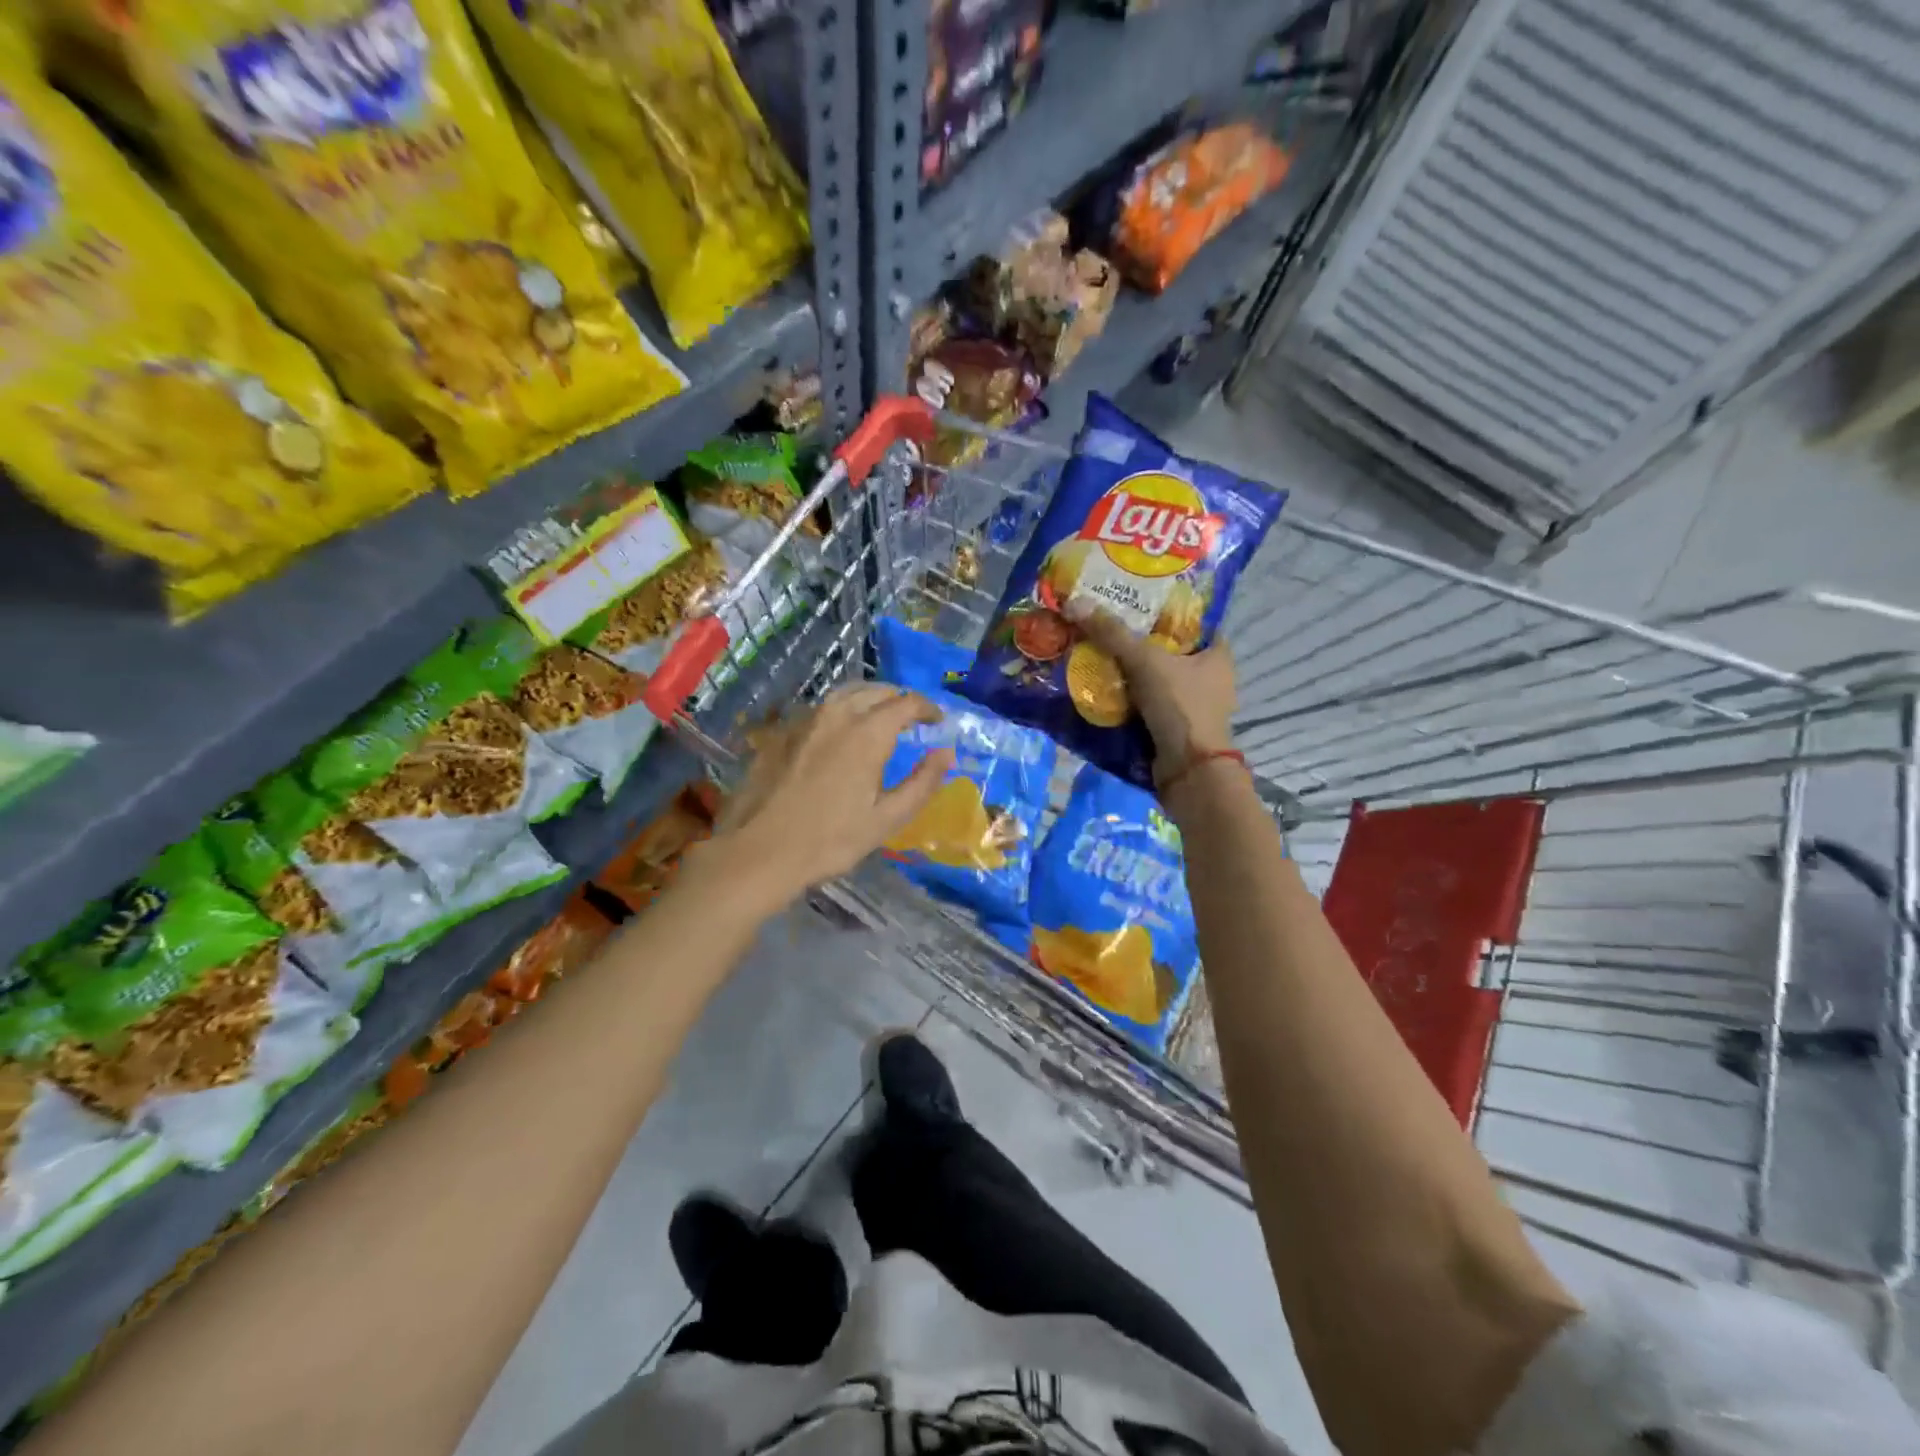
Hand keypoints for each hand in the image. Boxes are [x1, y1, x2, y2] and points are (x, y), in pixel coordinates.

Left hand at [702, 684, 954, 913]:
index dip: (927, 708)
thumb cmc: (830, 840)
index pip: (906, 703)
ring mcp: (804, 721)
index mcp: (867, 733)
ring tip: (879, 718)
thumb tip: (946, 752)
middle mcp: (837, 716)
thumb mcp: (887, 818)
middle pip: (875, 691)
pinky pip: (820, 709)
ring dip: (869, 698)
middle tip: (912, 718)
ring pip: (844, 694)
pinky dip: (841, 711)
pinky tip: (840, 733)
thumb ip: (922, 782)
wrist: (760, 852)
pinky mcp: (781, 733)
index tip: (937, 721)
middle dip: (899, 699)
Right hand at [1065, 603, 1235, 779]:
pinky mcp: (1178, 730)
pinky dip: (1131, 700)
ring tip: (1098, 656)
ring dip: (1133, 674)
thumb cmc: (1180, 706)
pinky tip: (1104, 690)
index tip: (1136, 603)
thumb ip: (1112, 633)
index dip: (1167, 612)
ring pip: (1159, 681)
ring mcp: (1195, 708)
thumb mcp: (1144, 661)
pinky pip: (1150, 706)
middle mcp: (1212, 680)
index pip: (1194, 623)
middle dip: (1142, 643)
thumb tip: (1076, 602)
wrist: (1188, 770)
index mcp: (1218, 656)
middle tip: (1108, 629)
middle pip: (1171, 652)